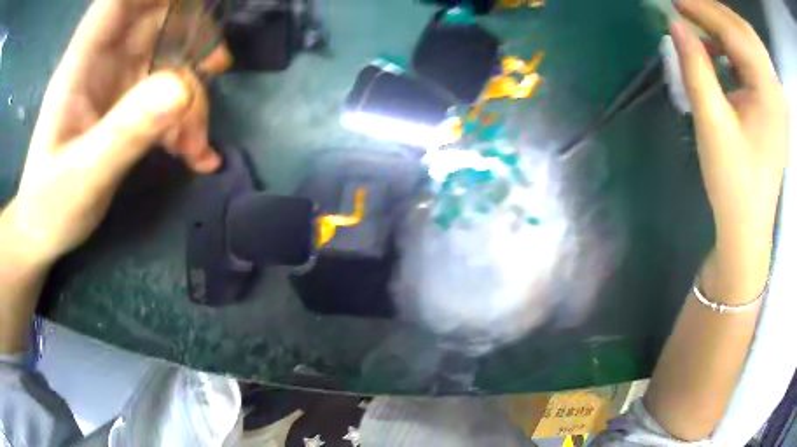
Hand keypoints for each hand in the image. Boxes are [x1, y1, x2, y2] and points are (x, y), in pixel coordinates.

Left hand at [6, 0, 229, 266]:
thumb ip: (126, 132)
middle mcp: (103, 62)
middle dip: (191, 33)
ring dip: (191, 94)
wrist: (42, 232)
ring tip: (194, 147)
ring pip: (168, 59)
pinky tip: (193, 156)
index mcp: (83, 62)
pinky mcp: (127, 107)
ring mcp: (117, 84)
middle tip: (216, 66)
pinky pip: (167, 96)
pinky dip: (185, 120)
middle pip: (156, 18)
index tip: (192, 5)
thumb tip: (184, 88)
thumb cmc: (49, 206)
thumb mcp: (83, 177)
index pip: (119, 0)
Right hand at [671, 0, 786, 252]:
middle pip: (747, 32)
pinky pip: (757, 62)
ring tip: (703, 26)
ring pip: (753, 44)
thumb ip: (695, 69)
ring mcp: (777, 100)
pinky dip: (738, 47)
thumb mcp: (712, 125)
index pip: (735, 33)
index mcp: (768, 95)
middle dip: (716, 12)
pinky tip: (723, 54)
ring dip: (727, 27)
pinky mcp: (775, 107)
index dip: (703, 10)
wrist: (748, 227)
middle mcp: (776, 91)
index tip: (674, 1)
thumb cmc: (733, 183)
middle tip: (687, 9)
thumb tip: (675, 25)